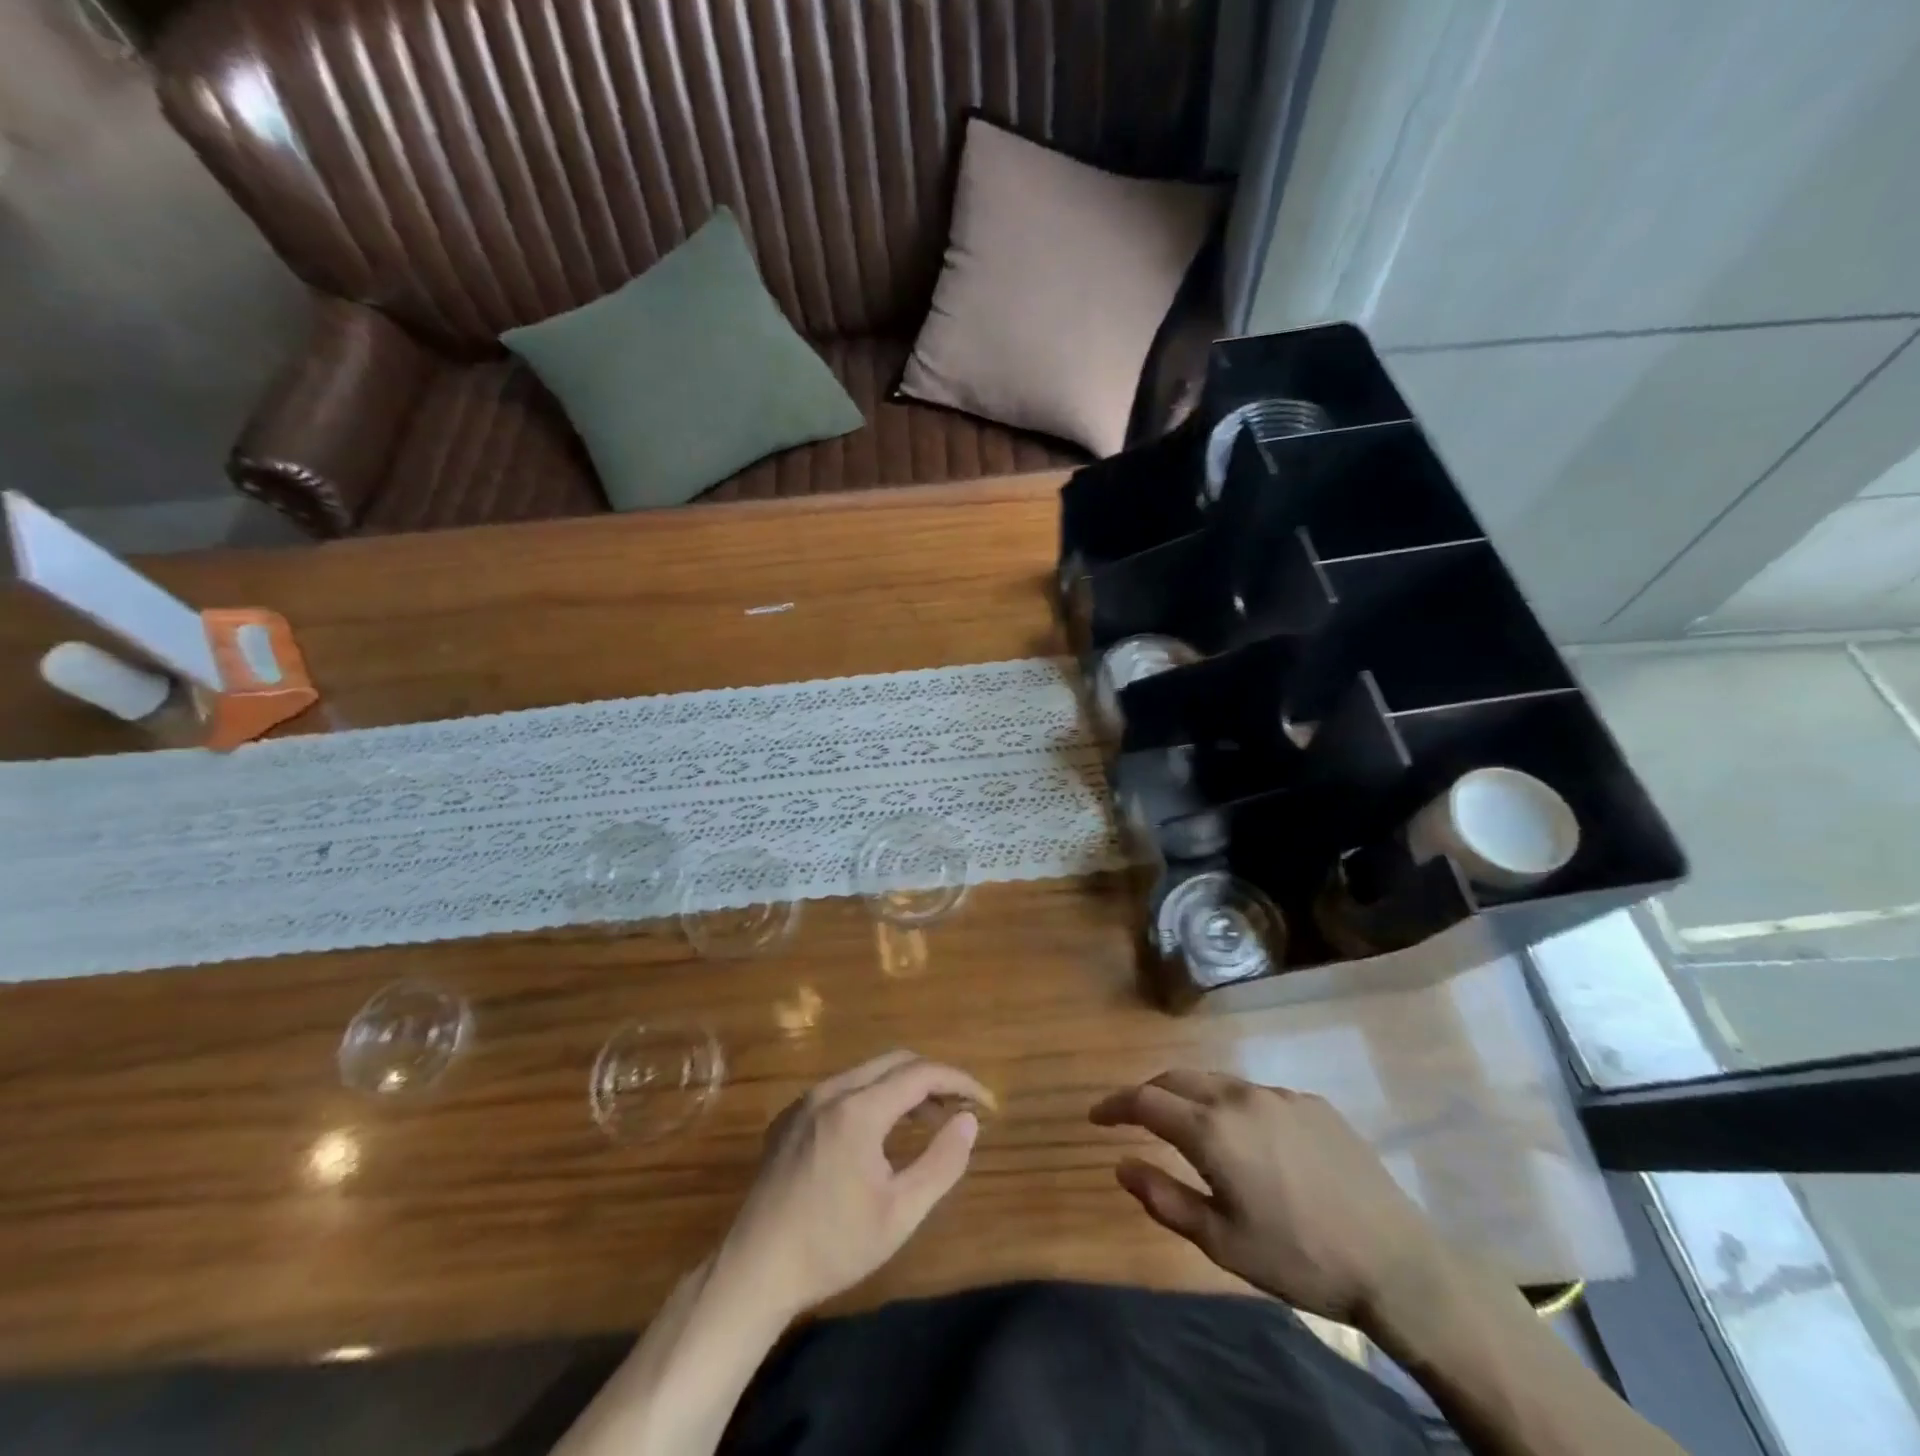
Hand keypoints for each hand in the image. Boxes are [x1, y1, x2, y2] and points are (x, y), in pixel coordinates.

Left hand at [719, 1051, 990, 1319]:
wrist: (754, 1271)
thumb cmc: (833, 1246)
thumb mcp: (900, 1213)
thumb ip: (941, 1162)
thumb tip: (968, 1120)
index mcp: (858, 1109)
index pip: (921, 1074)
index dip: (959, 1082)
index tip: (986, 1103)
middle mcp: (830, 1091)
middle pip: (894, 1062)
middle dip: (933, 1078)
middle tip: (960, 1108)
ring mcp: (805, 1102)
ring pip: (867, 1073)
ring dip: (902, 1087)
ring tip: (928, 1121)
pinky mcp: (789, 1118)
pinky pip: (841, 1090)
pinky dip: (872, 1097)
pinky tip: (878, 1135)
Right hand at [1090, 1070, 1450, 1326]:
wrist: (1396, 1262)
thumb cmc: (1298, 1258)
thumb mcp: (1221, 1243)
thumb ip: (1164, 1198)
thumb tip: (1120, 1165)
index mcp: (1212, 1130)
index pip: (1145, 1100)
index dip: (1115, 1106)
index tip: (1095, 1117)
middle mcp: (1240, 1097)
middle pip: (1177, 1079)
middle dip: (1149, 1092)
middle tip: (1134, 1116)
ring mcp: (1279, 1095)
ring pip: (1218, 1082)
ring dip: (1191, 1096)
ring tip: (1187, 1125)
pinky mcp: (1312, 1102)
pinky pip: (1258, 1095)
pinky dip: (1235, 1107)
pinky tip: (1250, 1141)